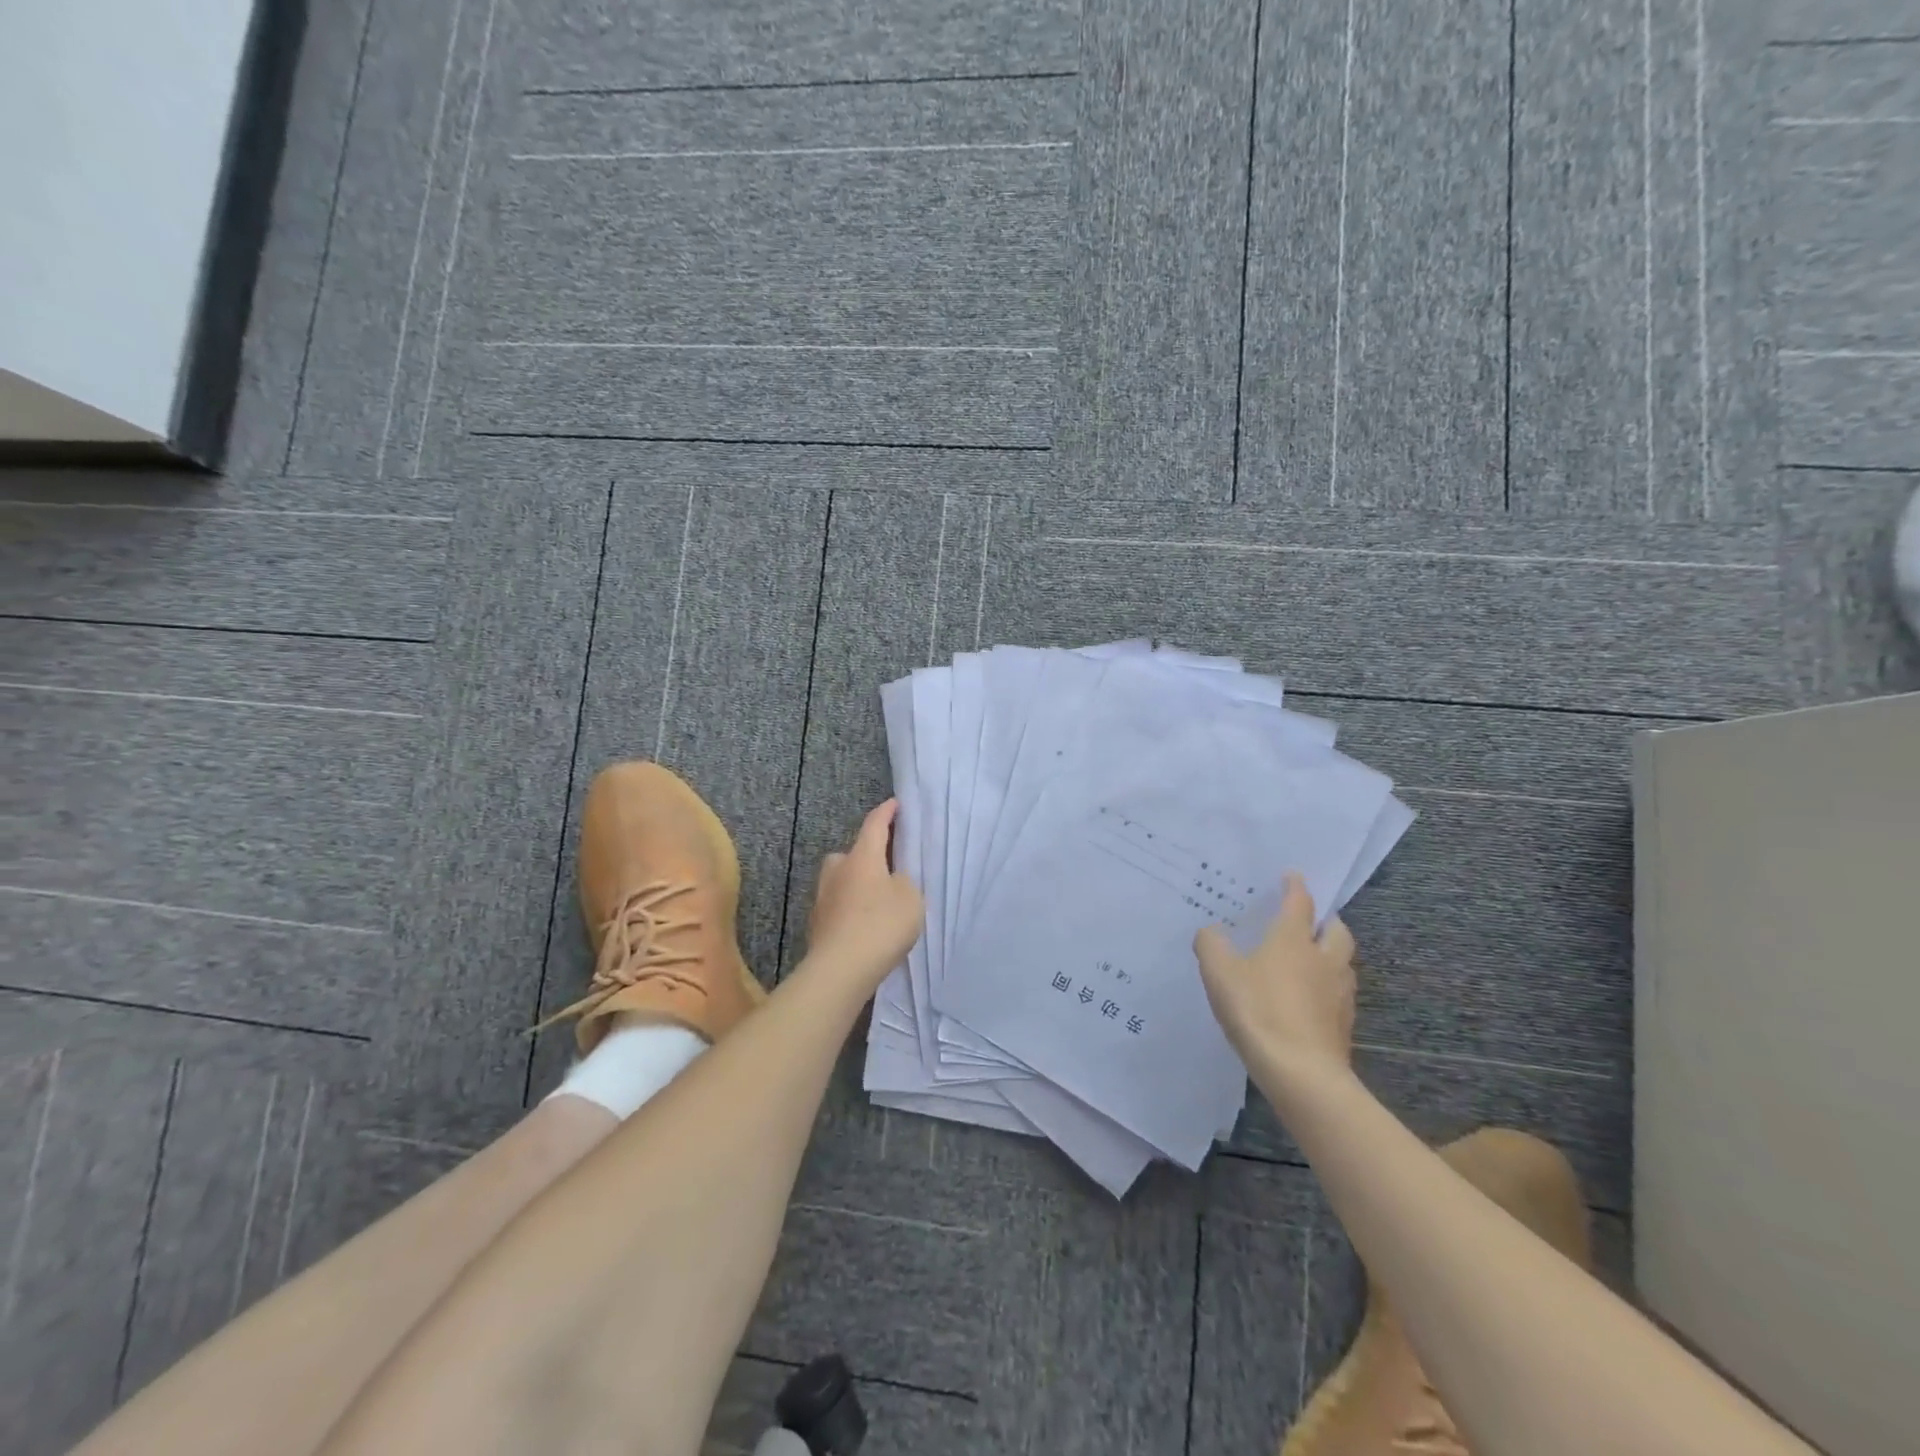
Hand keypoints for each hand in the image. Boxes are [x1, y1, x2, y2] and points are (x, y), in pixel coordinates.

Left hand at [806, 799, 924, 988]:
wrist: (840, 969)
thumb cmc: (881, 925)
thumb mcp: (910, 898)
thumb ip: (904, 882)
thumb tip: (891, 881)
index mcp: (862, 857)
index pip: (874, 825)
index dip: (886, 813)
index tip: (895, 804)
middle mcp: (838, 870)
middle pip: (852, 853)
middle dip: (867, 855)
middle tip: (886, 866)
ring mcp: (823, 897)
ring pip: (842, 881)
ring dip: (856, 885)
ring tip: (877, 901)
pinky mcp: (817, 924)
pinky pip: (838, 906)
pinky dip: (850, 909)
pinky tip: (864, 925)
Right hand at [1195, 873, 1356, 1084]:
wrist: (1301, 1073)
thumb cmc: (1258, 1010)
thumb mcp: (1219, 973)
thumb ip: (1211, 945)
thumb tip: (1212, 931)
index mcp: (1293, 939)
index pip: (1299, 902)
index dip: (1295, 886)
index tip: (1291, 875)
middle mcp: (1323, 958)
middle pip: (1336, 929)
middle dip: (1324, 920)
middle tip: (1308, 921)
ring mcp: (1338, 993)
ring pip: (1342, 962)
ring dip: (1330, 954)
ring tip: (1309, 960)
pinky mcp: (1343, 1024)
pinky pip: (1338, 994)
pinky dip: (1326, 988)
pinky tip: (1308, 999)